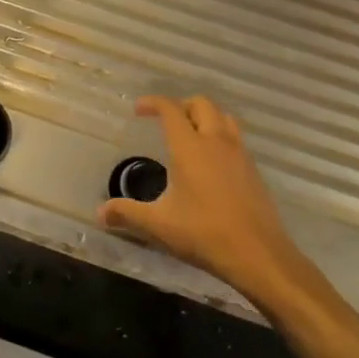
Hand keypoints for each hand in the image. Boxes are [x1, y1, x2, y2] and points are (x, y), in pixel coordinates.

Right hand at [98, 95, 303, 301]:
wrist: (258, 254)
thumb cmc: (204, 234)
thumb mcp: (158, 225)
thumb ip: (127, 214)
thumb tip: (99, 212)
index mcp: (190, 147)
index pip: (171, 110)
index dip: (153, 103)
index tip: (139, 109)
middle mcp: (216, 142)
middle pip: (201, 104)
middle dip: (181, 105)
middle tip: (165, 120)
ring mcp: (239, 154)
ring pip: (224, 117)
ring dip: (205, 116)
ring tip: (190, 133)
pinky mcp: (253, 170)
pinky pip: (235, 138)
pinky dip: (220, 135)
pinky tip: (212, 161)